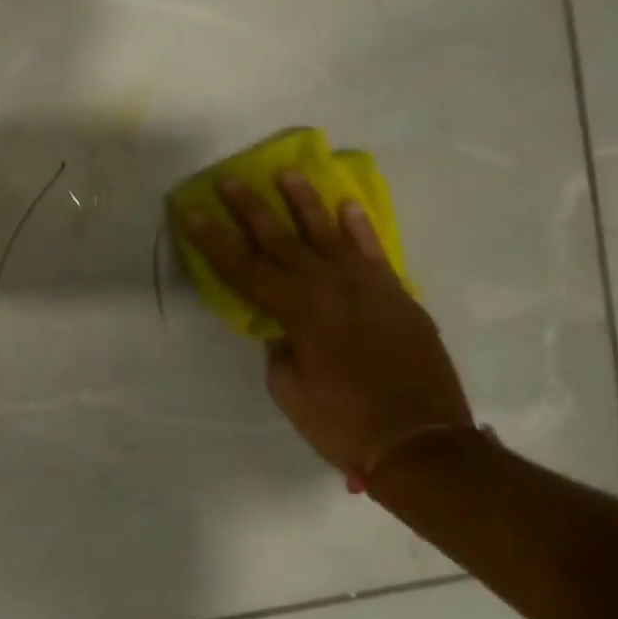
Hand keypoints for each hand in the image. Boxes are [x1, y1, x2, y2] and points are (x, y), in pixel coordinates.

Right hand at [178, 172, 472, 487]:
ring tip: (288, 173)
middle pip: (281, 240)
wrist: (425, 445)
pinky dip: (360, 228)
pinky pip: (374, 252)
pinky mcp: (397, 296)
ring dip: (305, 202)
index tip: (192, 212)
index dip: (214, 240)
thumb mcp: (290, 390)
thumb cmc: (345, 423)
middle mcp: (331, 288)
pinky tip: (347, 205)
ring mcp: (368, 288)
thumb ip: (279, 347)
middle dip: (251, 209)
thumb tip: (281, 325)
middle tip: (231, 180)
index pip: (244, 268)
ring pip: (329, 234)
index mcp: (299, 312)